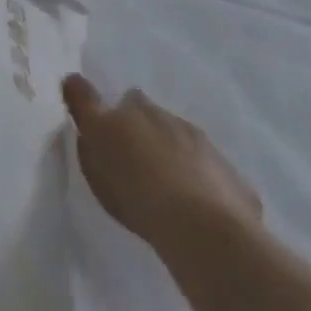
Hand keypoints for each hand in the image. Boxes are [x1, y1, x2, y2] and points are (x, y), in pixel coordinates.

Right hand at [62, 74, 262, 255]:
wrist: (202, 230)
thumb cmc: (135, 187)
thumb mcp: (92, 148)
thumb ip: (84, 112)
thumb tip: (72, 81)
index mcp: (136, 109)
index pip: (124, 99)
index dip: (118, 115)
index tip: (111, 134)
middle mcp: (173, 120)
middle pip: (157, 122)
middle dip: (149, 135)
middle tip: (138, 165)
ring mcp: (209, 150)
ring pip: (188, 147)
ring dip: (179, 161)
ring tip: (170, 195)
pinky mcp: (237, 184)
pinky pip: (216, 182)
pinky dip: (207, 190)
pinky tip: (200, 215)